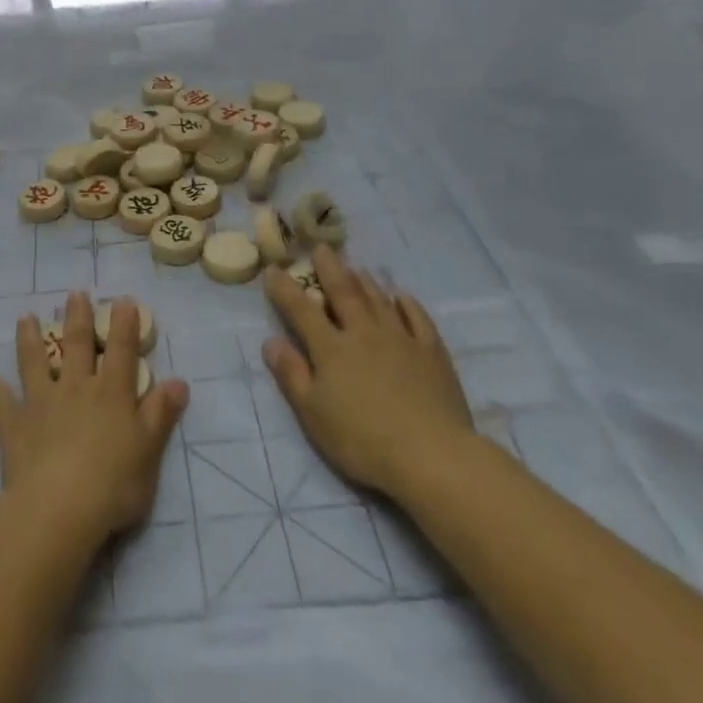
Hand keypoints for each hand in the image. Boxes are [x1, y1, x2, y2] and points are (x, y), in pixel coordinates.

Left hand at [0, 292, 189, 546]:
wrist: (60, 508)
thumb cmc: (113, 484)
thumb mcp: (149, 451)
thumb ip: (161, 414)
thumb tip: (179, 381)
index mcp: (112, 395)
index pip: (122, 351)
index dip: (124, 324)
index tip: (121, 299)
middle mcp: (76, 389)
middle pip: (77, 346)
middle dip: (77, 318)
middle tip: (74, 293)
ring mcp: (42, 403)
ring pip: (35, 362)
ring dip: (30, 338)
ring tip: (25, 316)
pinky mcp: (14, 425)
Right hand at [262, 246, 475, 497]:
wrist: (431, 455)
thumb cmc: (362, 439)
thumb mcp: (313, 413)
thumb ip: (291, 374)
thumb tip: (271, 341)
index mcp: (331, 348)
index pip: (301, 309)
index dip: (285, 288)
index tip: (273, 268)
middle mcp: (364, 333)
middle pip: (344, 292)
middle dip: (329, 269)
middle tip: (321, 247)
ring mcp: (401, 339)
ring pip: (379, 300)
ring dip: (364, 281)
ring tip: (355, 267)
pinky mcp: (432, 353)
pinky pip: (417, 318)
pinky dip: (407, 304)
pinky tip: (401, 296)